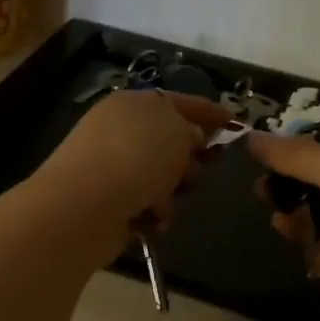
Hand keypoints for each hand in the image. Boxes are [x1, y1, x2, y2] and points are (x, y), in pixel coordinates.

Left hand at [36, 89, 230, 235]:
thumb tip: (189, 139)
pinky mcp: (109, 202)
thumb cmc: (136, 157)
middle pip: (171, 143)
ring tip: (166, 200)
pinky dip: (154, 212)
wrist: (85, 206)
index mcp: (133, 104)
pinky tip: (152, 219)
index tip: (234, 122)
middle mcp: (120, 131)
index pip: (179, 101)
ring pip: (162, 177)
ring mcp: (112, 168)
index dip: (208, 111)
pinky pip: (146, 205)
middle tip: (199, 169)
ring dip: (173, 191)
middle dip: (190, 160)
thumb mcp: (176, 131)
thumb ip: (192, 129)